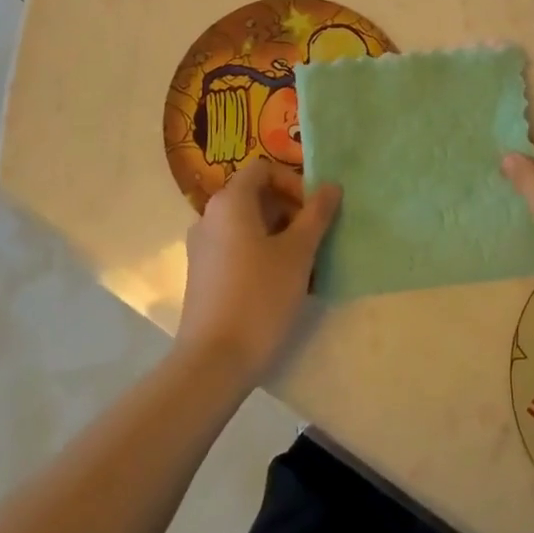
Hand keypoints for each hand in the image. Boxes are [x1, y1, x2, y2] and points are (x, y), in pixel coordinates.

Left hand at [177, 157, 339, 385]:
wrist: (213, 362)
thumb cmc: (260, 297)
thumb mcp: (298, 253)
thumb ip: (316, 215)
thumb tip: (331, 186)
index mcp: (230, 202)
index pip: (263, 169)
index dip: (293, 183)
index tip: (313, 212)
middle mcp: (209, 216)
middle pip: (255, 196)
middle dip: (290, 211)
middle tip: (314, 240)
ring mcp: (202, 247)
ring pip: (248, 226)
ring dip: (279, 235)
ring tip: (303, 267)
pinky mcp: (202, 275)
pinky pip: (236, 249)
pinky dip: (260, 254)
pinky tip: (281, 285)